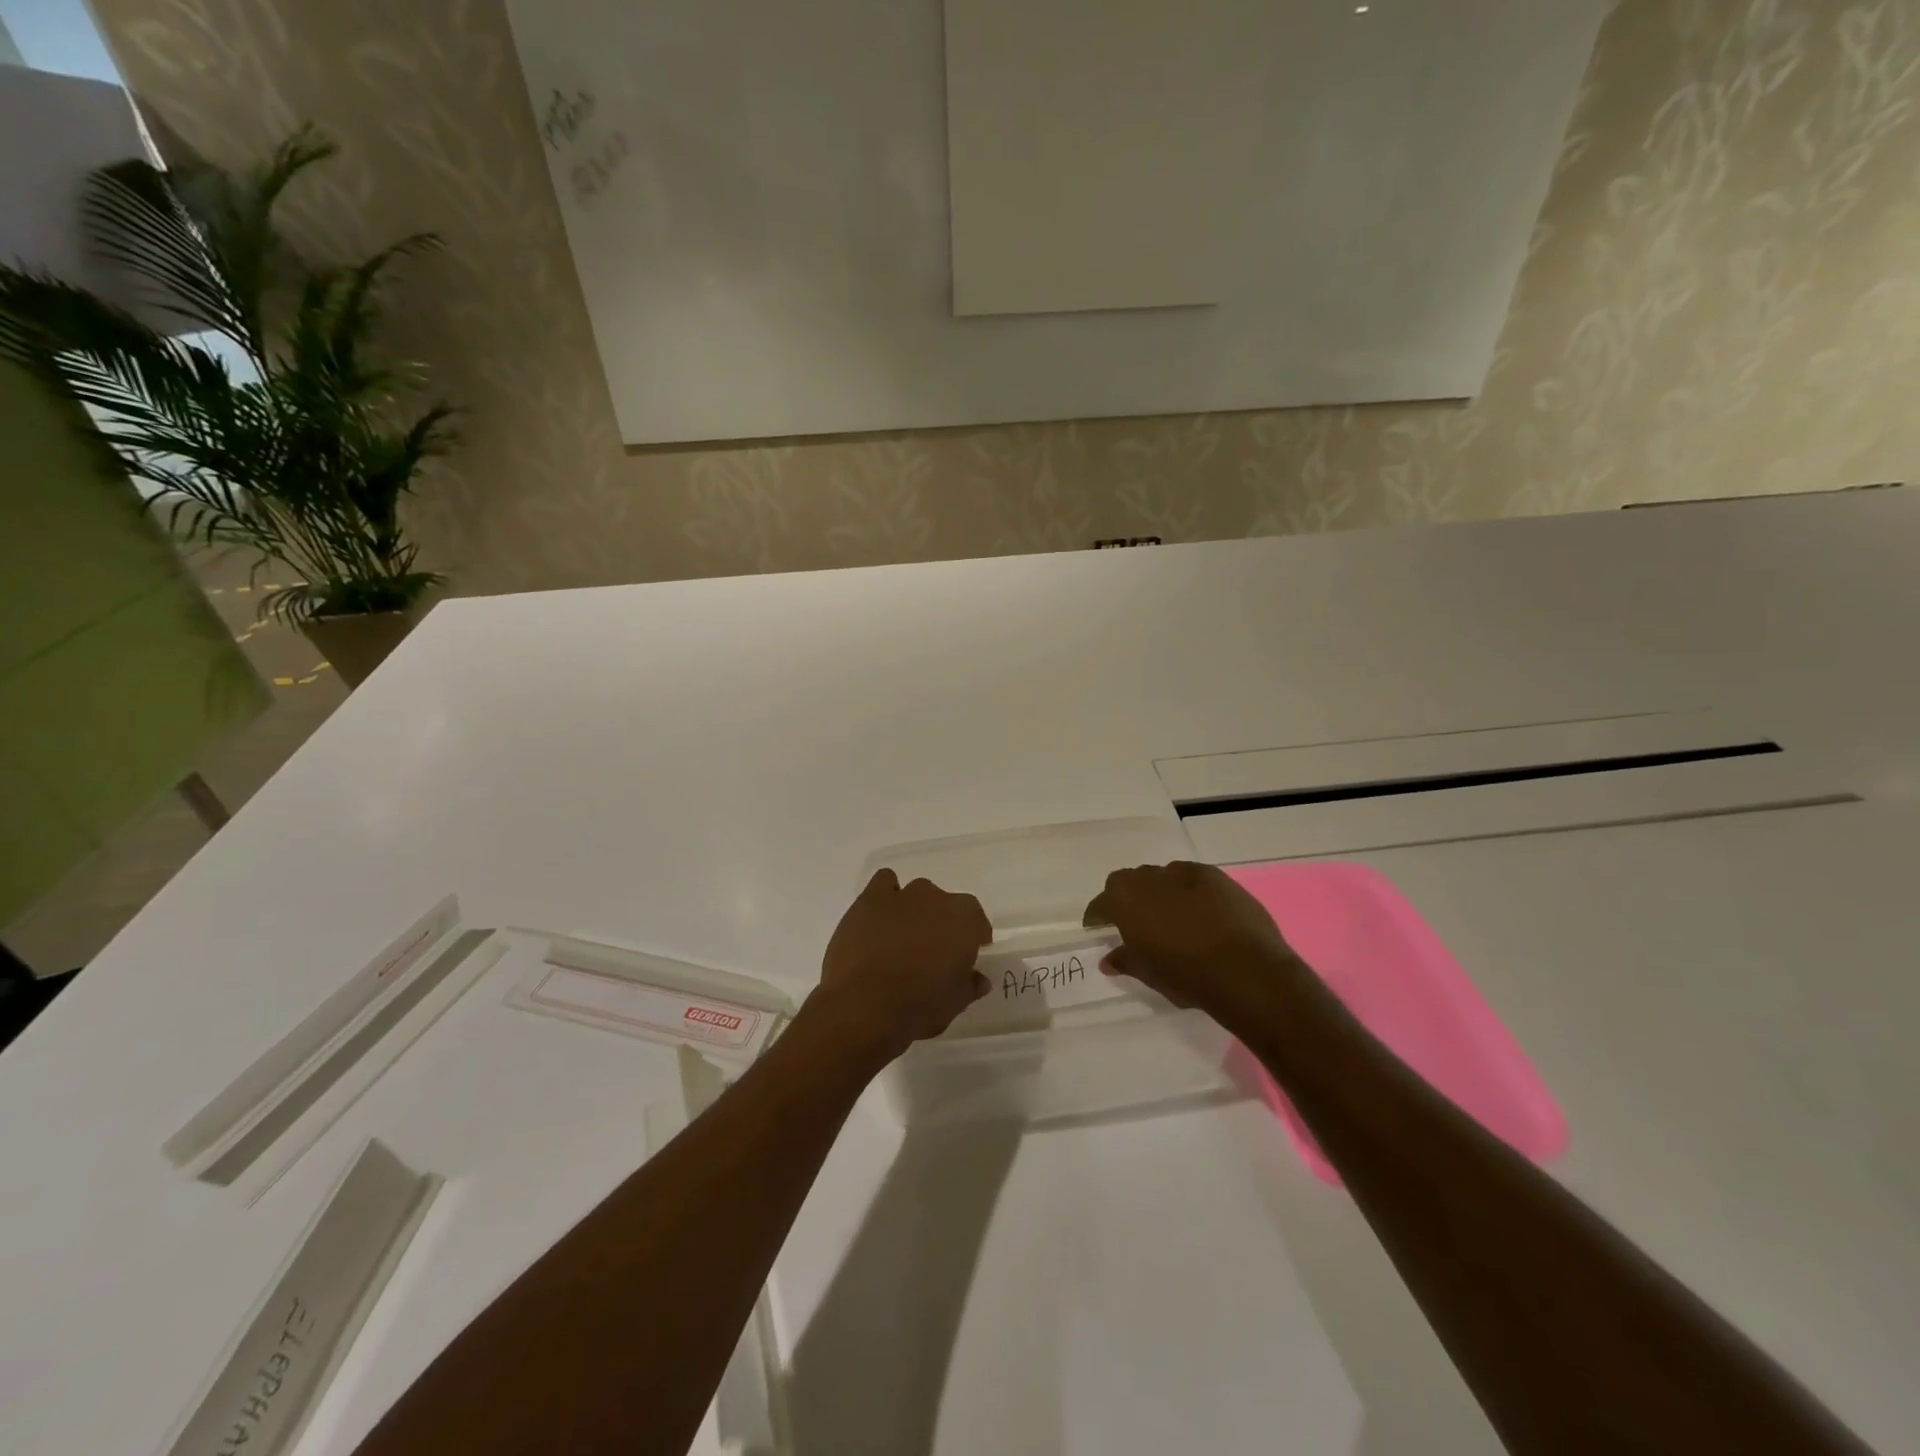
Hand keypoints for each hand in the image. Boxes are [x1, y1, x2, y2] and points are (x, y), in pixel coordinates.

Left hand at [814, 869, 992, 1060]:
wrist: (863, 1006)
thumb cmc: (917, 1007)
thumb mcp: (954, 1004)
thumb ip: (970, 985)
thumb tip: (978, 978)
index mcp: (964, 921)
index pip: (977, 921)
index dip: (973, 939)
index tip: (966, 958)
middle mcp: (936, 899)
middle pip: (946, 905)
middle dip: (942, 924)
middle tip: (932, 953)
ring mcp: (902, 895)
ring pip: (917, 894)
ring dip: (915, 910)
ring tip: (903, 938)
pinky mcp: (870, 899)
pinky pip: (884, 883)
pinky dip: (886, 896)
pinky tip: (881, 918)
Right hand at [1083, 860, 1300, 1012]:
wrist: (1246, 969)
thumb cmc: (1187, 975)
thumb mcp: (1149, 974)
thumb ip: (1125, 961)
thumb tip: (1108, 959)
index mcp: (1125, 900)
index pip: (1101, 903)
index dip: (1097, 916)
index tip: (1097, 927)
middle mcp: (1150, 878)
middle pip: (1128, 881)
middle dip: (1127, 898)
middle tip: (1134, 922)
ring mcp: (1184, 873)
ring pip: (1160, 877)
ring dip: (1159, 892)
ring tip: (1170, 916)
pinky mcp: (1215, 876)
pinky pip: (1190, 878)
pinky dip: (1187, 891)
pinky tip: (1199, 911)